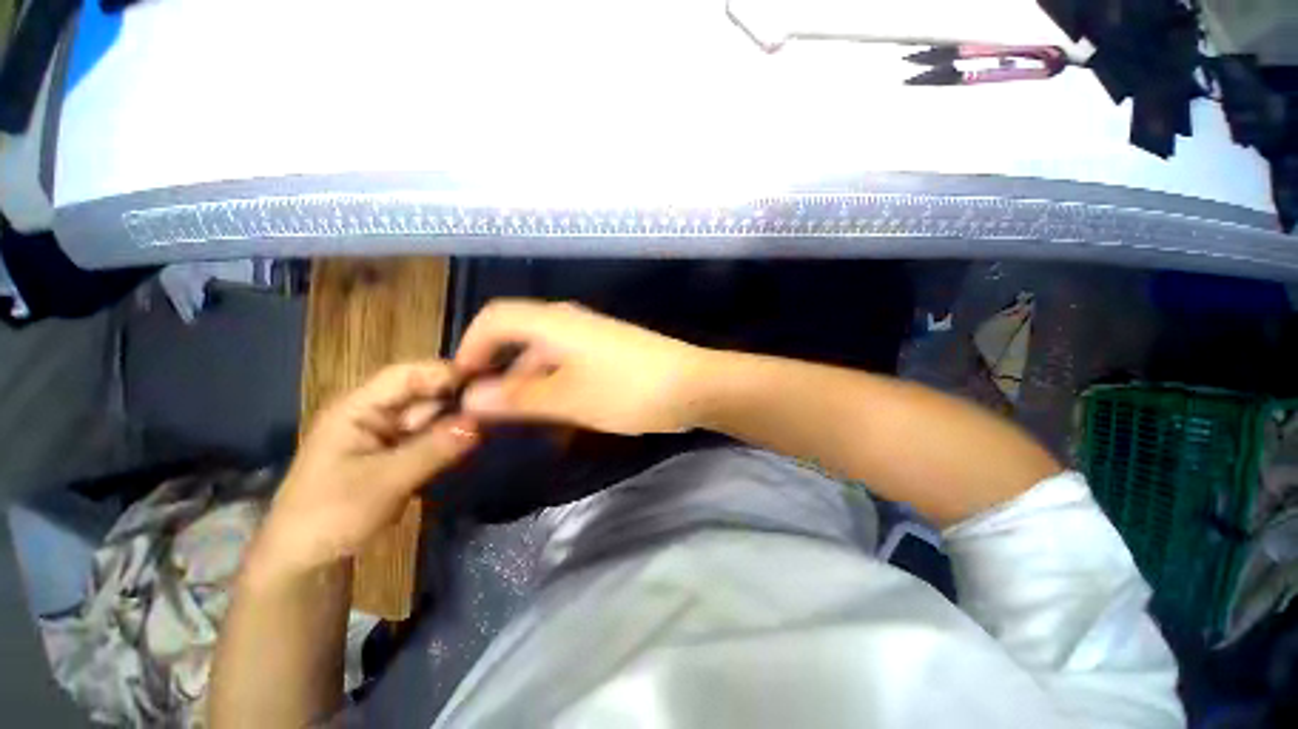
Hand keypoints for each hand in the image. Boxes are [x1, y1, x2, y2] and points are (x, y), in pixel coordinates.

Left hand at [251, 362, 478, 580]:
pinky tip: (474, 440)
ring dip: (458, 418)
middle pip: (424, 392)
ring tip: (493, 421)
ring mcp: (387, 434)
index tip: (486, 382)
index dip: (445, 373)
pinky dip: (451, 437)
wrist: (305, 562)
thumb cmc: (330, 516)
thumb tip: (479, 423)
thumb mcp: (384, 482)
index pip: (407, 375)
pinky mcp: (397, 453)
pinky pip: (431, 436)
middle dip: (459, 397)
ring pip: (431, 415)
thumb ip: (433, 450)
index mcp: (357, 408)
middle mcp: (375, 413)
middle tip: (497, 406)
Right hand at [455, 299, 713, 434]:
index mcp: (553, 323)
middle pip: (518, 337)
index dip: (471, 346)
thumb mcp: (567, 399)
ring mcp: (592, 337)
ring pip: (544, 355)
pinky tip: (558, 412)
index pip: (494, 318)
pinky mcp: (609, 352)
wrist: (693, 385)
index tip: (462, 384)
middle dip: (499, 372)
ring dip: (528, 383)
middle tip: (490, 411)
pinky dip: (554, 385)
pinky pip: (568, 364)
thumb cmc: (627, 390)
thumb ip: (516, 398)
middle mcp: (570, 322)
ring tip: (522, 419)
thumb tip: (471, 397)